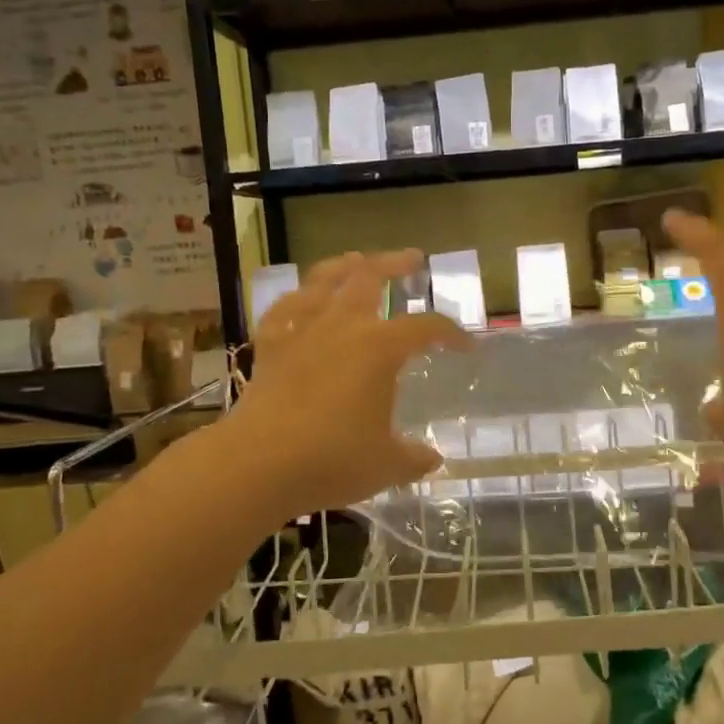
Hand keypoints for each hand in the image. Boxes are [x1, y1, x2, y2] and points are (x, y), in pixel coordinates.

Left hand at [225, 250, 471, 521]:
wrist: (258, 464)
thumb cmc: (332, 459)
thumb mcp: (386, 464)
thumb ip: (414, 458)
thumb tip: (432, 459)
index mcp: (380, 348)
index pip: (426, 328)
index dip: (451, 333)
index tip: (465, 346)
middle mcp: (342, 326)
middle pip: (370, 277)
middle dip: (395, 264)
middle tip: (412, 259)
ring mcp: (302, 331)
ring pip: (323, 280)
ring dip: (344, 265)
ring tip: (356, 259)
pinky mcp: (270, 346)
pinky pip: (283, 310)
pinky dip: (296, 299)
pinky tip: (302, 299)